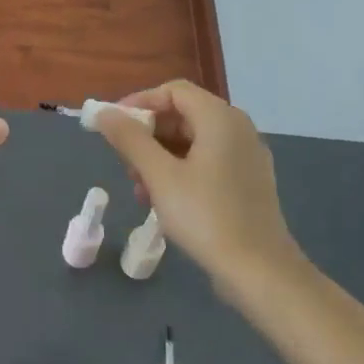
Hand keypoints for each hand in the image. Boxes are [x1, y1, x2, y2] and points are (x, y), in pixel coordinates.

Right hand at [91, 80, 308, 288]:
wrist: (260, 272)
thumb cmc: (206, 216)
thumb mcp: (159, 175)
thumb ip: (129, 139)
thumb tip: (103, 112)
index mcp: (220, 118)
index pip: (173, 91)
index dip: (140, 102)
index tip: (113, 126)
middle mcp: (238, 129)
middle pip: (183, 115)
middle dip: (148, 135)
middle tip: (124, 162)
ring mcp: (246, 157)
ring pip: (192, 142)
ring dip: (159, 157)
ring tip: (140, 189)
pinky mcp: (248, 182)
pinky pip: (207, 162)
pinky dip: (180, 171)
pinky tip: (162, 201)